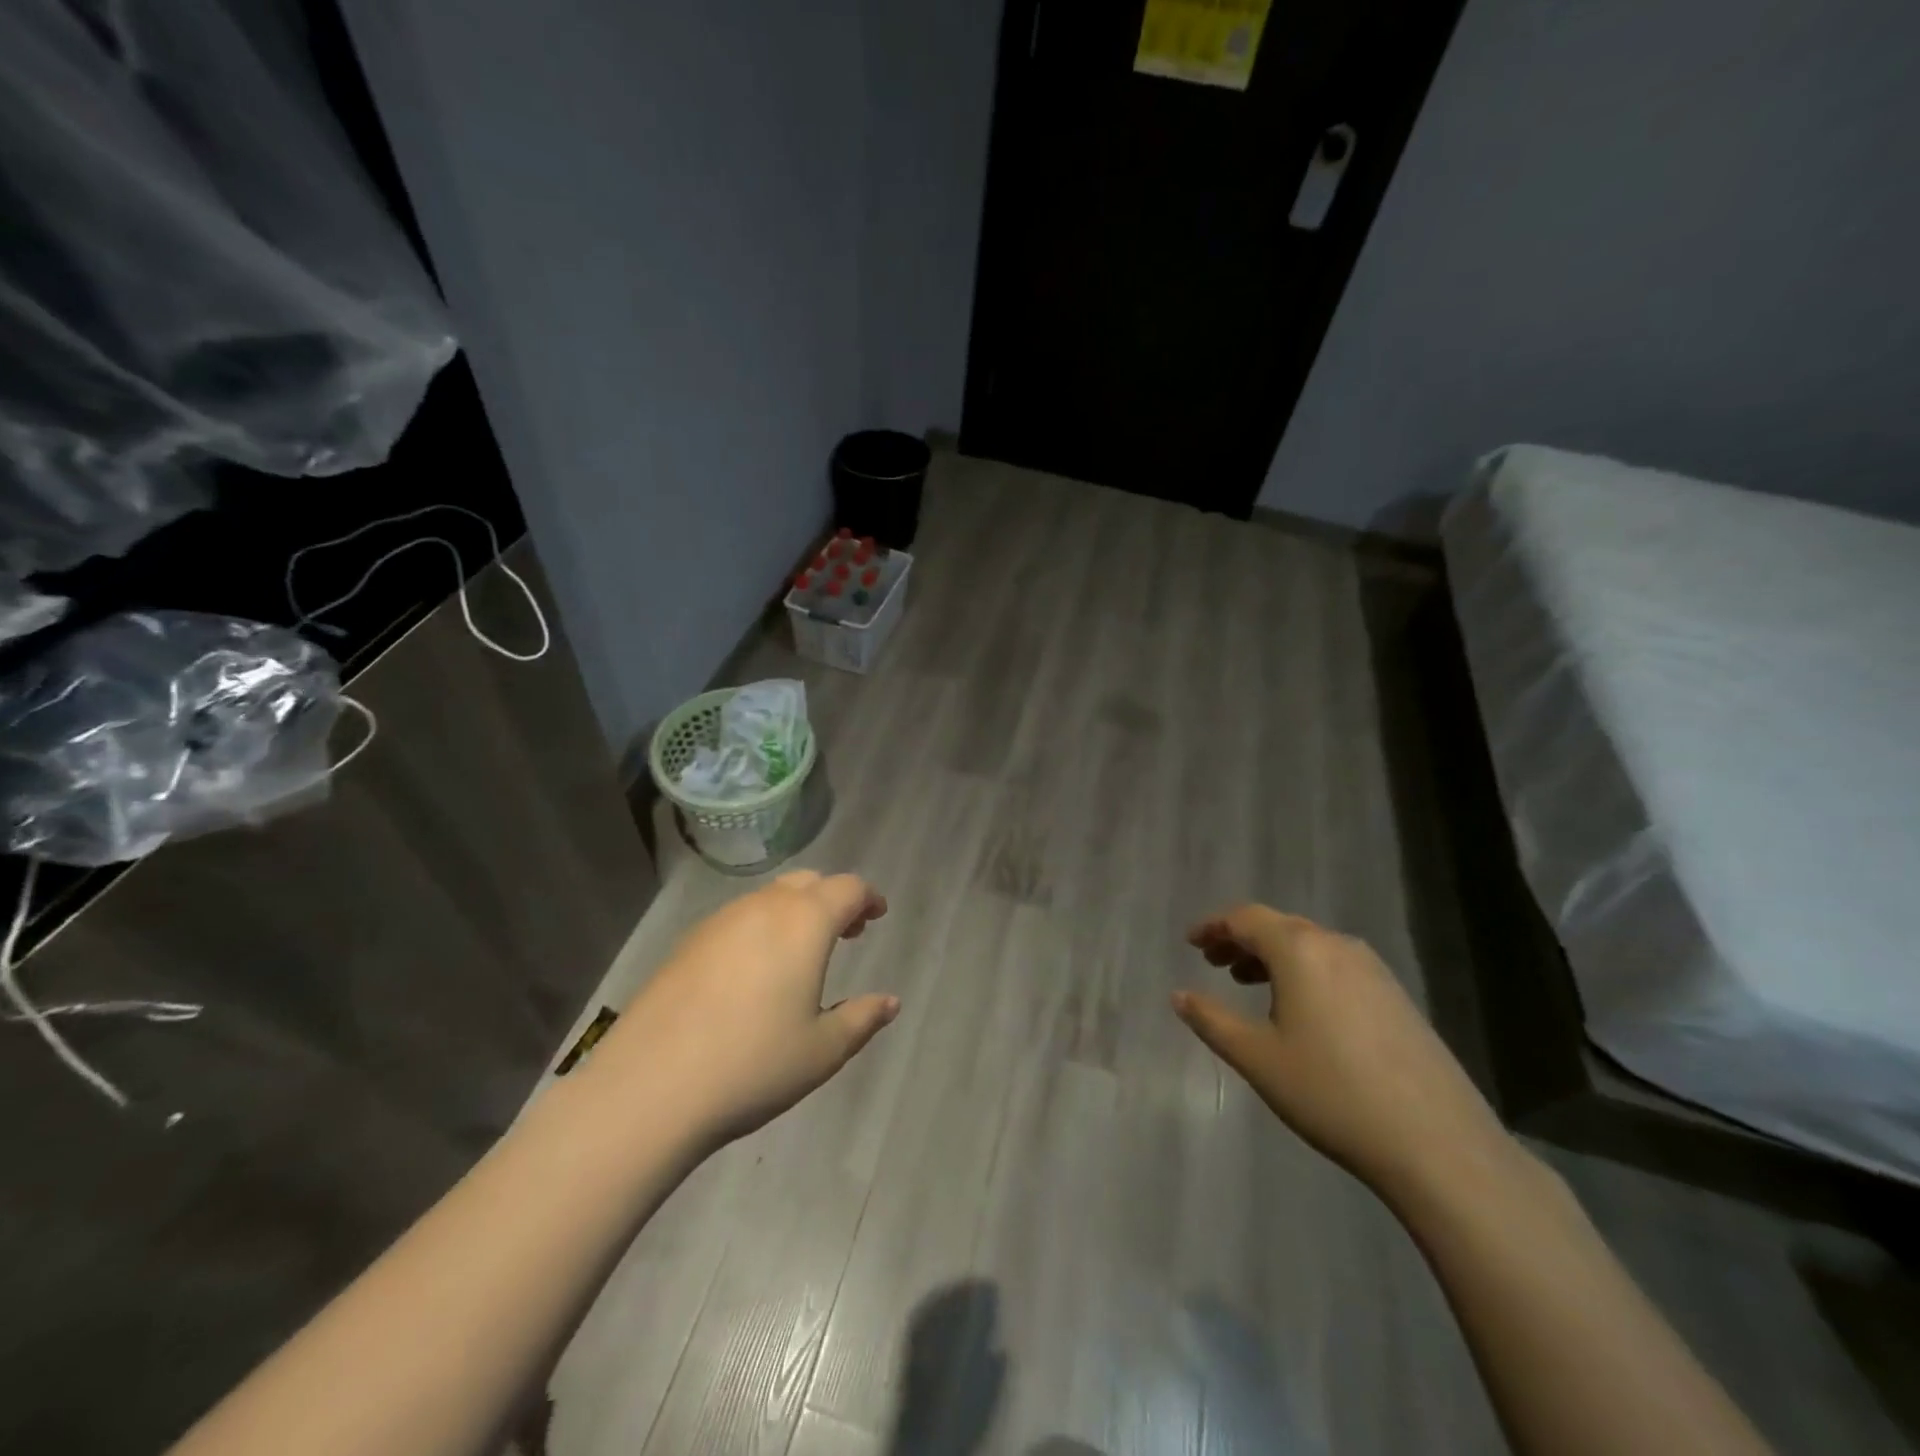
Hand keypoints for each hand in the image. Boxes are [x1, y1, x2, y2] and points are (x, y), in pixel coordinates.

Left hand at [601, 871, 899, 1145]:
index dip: (867, 898)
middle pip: (807, 882)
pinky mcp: (687, 943)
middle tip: (847, 932)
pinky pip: (738, 918)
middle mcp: (763, 908)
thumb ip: (862, 1019)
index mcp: (804, 923)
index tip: (877, 916)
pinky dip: (761, 927)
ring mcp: (720, 921)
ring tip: (802, 953)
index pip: (847, 889)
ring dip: (796, 912)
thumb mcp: (822, 1051)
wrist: (648, 1088)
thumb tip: (890, 1002)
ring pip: (769, 898)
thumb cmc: (752, 1065)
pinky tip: (754, 971)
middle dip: (833, 899)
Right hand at [1172, 904, 1519, 1207]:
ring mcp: (1374, 970)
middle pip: (1279, 926)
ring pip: (1310, 945)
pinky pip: (1336, 966)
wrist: (1438, 1144)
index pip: (1246, 918)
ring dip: (1273, 956)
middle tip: (1214, 962)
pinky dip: (1305, 972)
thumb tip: (1178, 996)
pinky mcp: (1396, 996)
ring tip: (1249, 983)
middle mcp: (1337, 946)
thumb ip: (1212, 1020)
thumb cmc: (1331, 1093)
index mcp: (1300, 950)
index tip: (1191, 943)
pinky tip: (1300, 1009)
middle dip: (1241, 939)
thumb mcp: (1257, 1058)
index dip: (1214, 926)